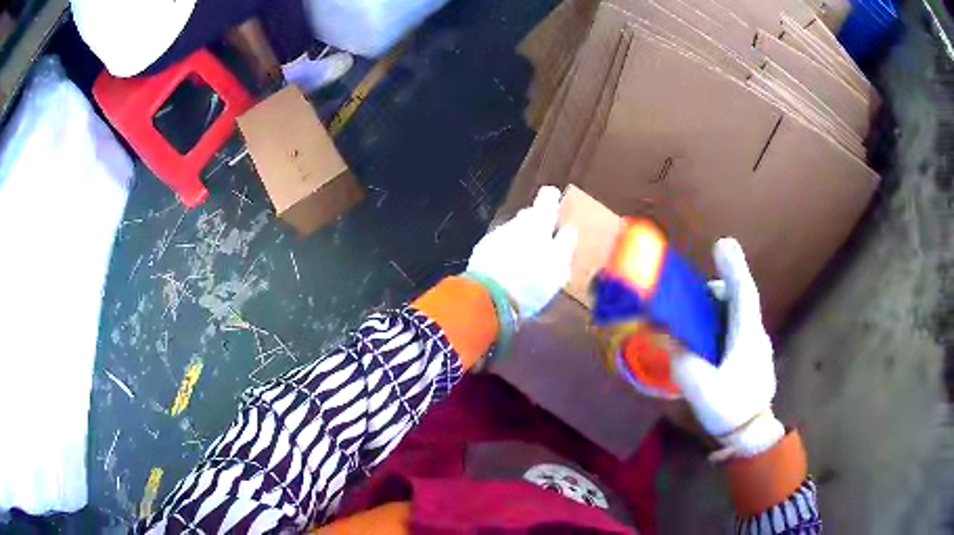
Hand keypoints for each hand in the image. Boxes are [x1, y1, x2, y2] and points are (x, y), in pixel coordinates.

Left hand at [467, 186, 577, 318]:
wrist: (487, 298)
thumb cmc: (532, 282)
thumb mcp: (559, 267)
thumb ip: (565, 244)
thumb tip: (568, 228)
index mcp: (538, 223)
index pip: (547, 197)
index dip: (553, 200)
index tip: (557, 209)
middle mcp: (515, 222)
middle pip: (528, 215)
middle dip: (537, 225)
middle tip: (545, 244)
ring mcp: (495, 235)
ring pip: (512, 231)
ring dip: (519, 241)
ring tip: (526, 263)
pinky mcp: (480, 250)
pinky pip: (497, 245)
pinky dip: (504, 253)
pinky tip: (508, 270)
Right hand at [671, 238, 783, 457]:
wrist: (751, 434)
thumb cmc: (730, 409)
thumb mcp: (700, 388)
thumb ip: (683, 361)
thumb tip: (672, 341)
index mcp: (747, 337)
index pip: (744, 293)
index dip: (734, 266)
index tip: (722, 243)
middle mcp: (755, 334)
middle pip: (740, 299)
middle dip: (718, 289)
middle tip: (693, 297)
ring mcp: (756, 346)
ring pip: (738, 314)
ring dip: (718, 309)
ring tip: (695, 323)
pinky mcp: (752, 356)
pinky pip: (737, 329)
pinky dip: (722, 324)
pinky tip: (708, 343)